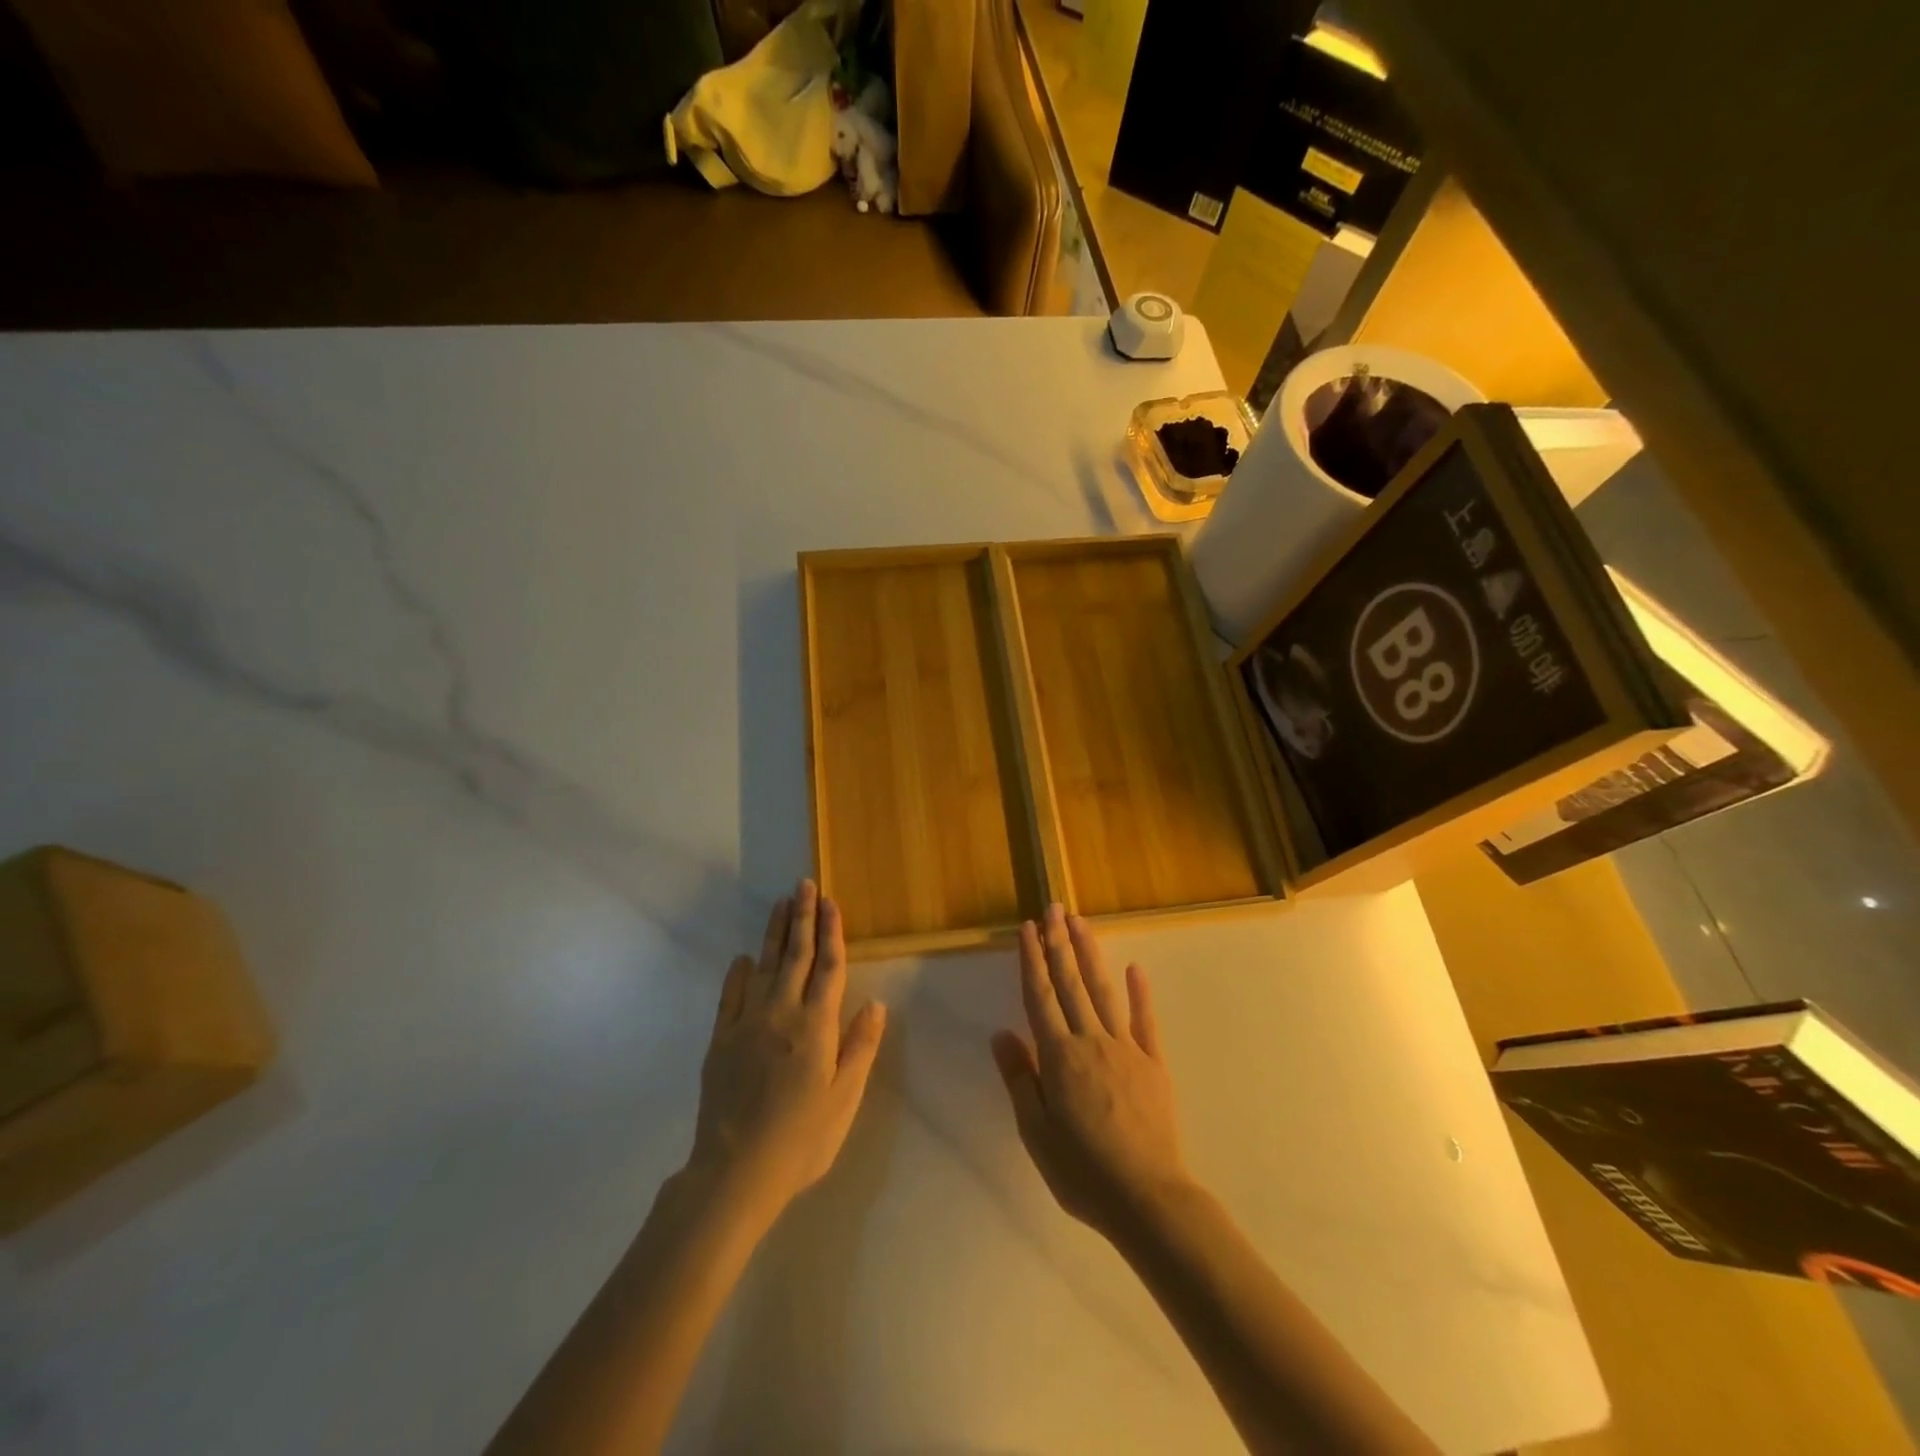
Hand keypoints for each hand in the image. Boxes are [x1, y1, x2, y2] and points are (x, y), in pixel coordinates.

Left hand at [688, 879, 886, 1222]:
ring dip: (774, 933)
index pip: (829, 967)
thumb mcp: (844, 1098)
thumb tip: (876, 1003)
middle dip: (802, 917)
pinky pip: (730, 996)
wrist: (735, 1171)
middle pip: (796, 955)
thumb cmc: (801, 1138)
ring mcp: (747, 1024)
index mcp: (817, 1026)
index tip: (831, 902)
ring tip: (780, 904)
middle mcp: (782, 1013)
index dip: (832, 932)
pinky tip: (743, 959)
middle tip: (804, 884)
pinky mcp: (721, 1040)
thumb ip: (860, 1047)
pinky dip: (738, 973)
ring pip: (764, 966)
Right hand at [991, 904, 1190, 1239]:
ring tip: (1080, 923)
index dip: (1032, 960)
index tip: (1027, 928)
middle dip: (1059, 943)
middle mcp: (1091, 1040)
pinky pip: (1145, 1020)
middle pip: (1071, 983)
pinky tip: (1135, 968)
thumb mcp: (1036, 1133)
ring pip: (1103, 990)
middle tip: (1054, 908)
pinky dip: (1140, 993)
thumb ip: (1020, 1078)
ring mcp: (1126, 1048)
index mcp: (1059, 1056)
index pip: (1040, 996)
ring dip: (1090, 954)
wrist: (1148, 1198)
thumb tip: (1001, 1034)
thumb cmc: (1083, 1171)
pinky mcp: (1153, 1063)